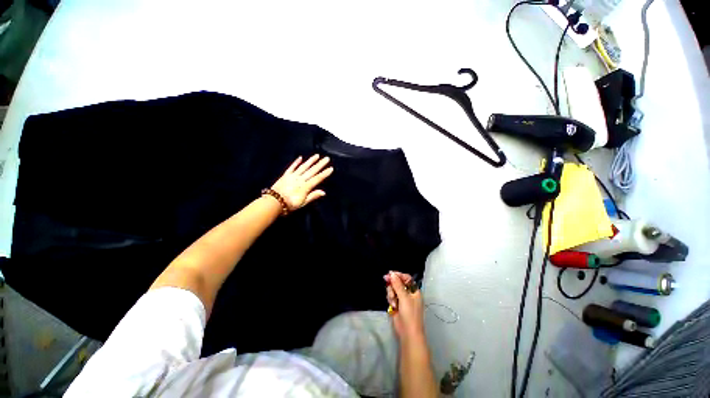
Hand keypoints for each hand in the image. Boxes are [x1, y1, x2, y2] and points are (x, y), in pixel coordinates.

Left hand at [270, 155, 333, 210]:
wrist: (274, 202)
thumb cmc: (290, 204)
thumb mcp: (303, 203)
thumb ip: (313, 196)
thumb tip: (323, 192)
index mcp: (305, 186)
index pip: (317, 179)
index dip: (324, 174)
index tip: (331, 168)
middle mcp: (300, 179)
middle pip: (312, 171)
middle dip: (320, 164)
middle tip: (326, 158)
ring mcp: (293, 176)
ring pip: (303, 167)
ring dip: (310, 161)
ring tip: (317, 156)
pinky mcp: (285, 175)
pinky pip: (292, 167)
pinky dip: (296, 162)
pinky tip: (300, 158)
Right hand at [385, 271, 424, 341]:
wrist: (408, 332)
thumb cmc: (410, 314)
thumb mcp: (404, 297)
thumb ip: (397, 285)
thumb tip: (391, 273)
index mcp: (414, 290)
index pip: (406, 278)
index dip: (398, 275)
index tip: (390, 274)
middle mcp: (408, 293)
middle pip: (397, 283)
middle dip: (393, 285)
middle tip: (387, 284)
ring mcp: (402, 299)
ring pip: (393, 289)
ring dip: (391, 294)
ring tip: (393, 302)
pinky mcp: (396, 304)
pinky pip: (391, 296)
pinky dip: (390, 299)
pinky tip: (392, 306)